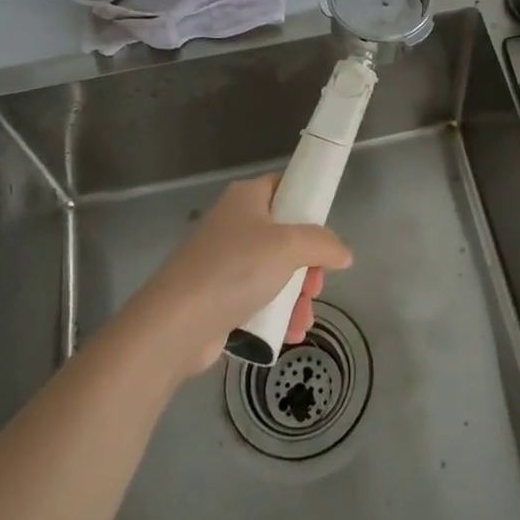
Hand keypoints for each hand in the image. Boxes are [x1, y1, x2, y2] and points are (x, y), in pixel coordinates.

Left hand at [131, 174, 352, 377]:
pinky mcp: (218, 297)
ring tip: (303, 319)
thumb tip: (343, 254)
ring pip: (274, 272)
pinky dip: (276, 314)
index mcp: (247, 198)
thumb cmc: (235, 269)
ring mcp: (224, 262)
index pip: (285, 187)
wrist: (176, 324)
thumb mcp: (289, 247)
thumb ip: (323, 244)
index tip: (326, 232)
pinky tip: (290, 332)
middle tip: (315, 285)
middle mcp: (234, 224)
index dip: (309, 204)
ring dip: (296, 296)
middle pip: (285, 236)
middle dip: (308, 264)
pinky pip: (258, 299)